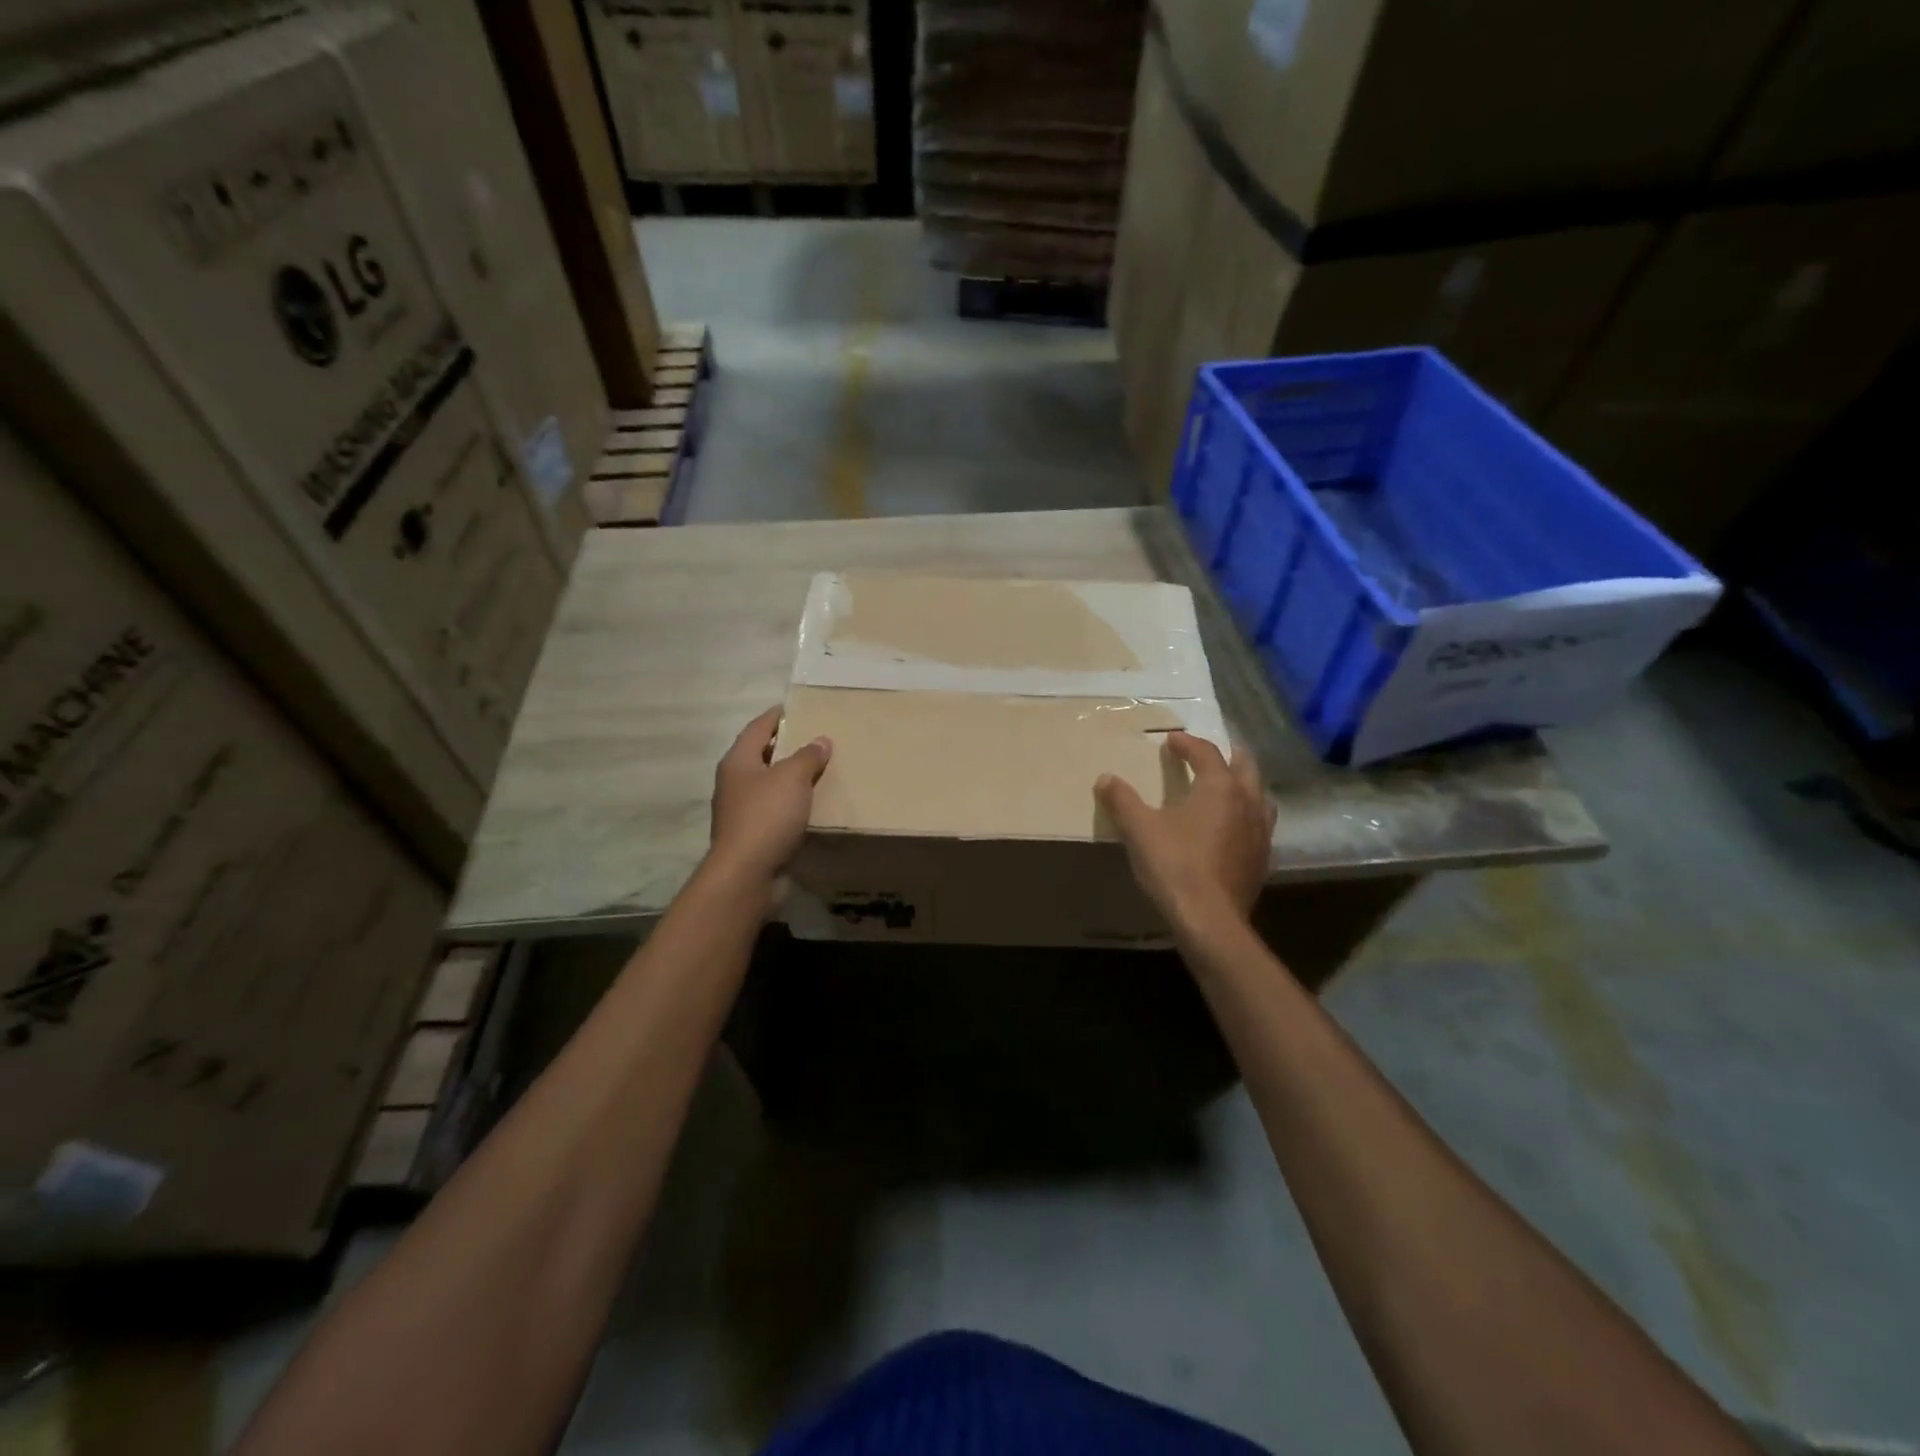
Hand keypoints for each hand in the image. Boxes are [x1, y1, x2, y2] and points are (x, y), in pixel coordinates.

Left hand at [708, 706, 831, 902]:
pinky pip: (776, 811)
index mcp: (738, 762)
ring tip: (820, 771)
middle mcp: (735, 783)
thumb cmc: (766, 817)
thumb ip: (808, 756)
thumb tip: (821, 741)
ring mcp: (742, 812)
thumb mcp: (792, 778)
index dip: (776, 716)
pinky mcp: (753, 836)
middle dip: (787, 747)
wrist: (747, 874)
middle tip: (816, 739)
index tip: (796, 708)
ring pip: (770, 786)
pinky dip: (793, 805)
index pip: (757, 728)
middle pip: (762, 756)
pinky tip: (813, 806)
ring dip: (791, 779)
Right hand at [1097, 731, 1274, 928]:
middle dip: (1227, 755)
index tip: (1171, 740)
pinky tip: (1233, 829)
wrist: (1209, 919)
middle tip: (1211, 752)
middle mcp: (1247, 802)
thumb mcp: (1139, 829)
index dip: (1187, 743)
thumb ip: (1122, 800)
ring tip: (1229, 786)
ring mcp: (1260, 832)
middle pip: (1245, 767)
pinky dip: (1247, 816)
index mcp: (1220, 787)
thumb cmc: (1174, 865)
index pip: (1206, 753)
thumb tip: (1105, 778)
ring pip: (1259, 796)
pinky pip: (1260, 825)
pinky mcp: (1262, 859)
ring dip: (1244, 785)